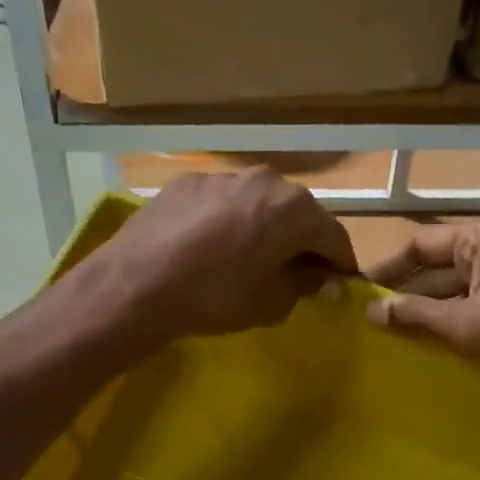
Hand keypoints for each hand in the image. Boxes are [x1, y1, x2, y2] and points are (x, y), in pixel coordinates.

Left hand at [82, 170, 357, 343]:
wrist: (138, 284)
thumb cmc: (216, 297)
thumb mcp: (271, 303)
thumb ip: (305, 285)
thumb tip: (320, 277)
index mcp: (295, 208)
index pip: (335, 237)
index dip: (340, 264)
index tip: (339, 284)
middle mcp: (265, 180)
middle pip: (297, 214)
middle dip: (301, 242)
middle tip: (293, 272)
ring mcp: (223, 176)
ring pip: (257, 203)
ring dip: (262, 228)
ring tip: (247, 258)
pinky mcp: (188, 182)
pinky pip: (222, 203)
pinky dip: (226, 222)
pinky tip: (208, 248)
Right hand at [364, 218, 479, 435]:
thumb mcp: (466, 325)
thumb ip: (415, 316)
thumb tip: (371, 312)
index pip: (421, 243)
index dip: (388, 268)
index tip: (359, 292)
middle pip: (440, 265)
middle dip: (409, 293)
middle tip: (373, 321)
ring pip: (461, 287)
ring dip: (432, 310)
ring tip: (396, 337)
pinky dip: (459, 321)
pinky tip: (437, 346)